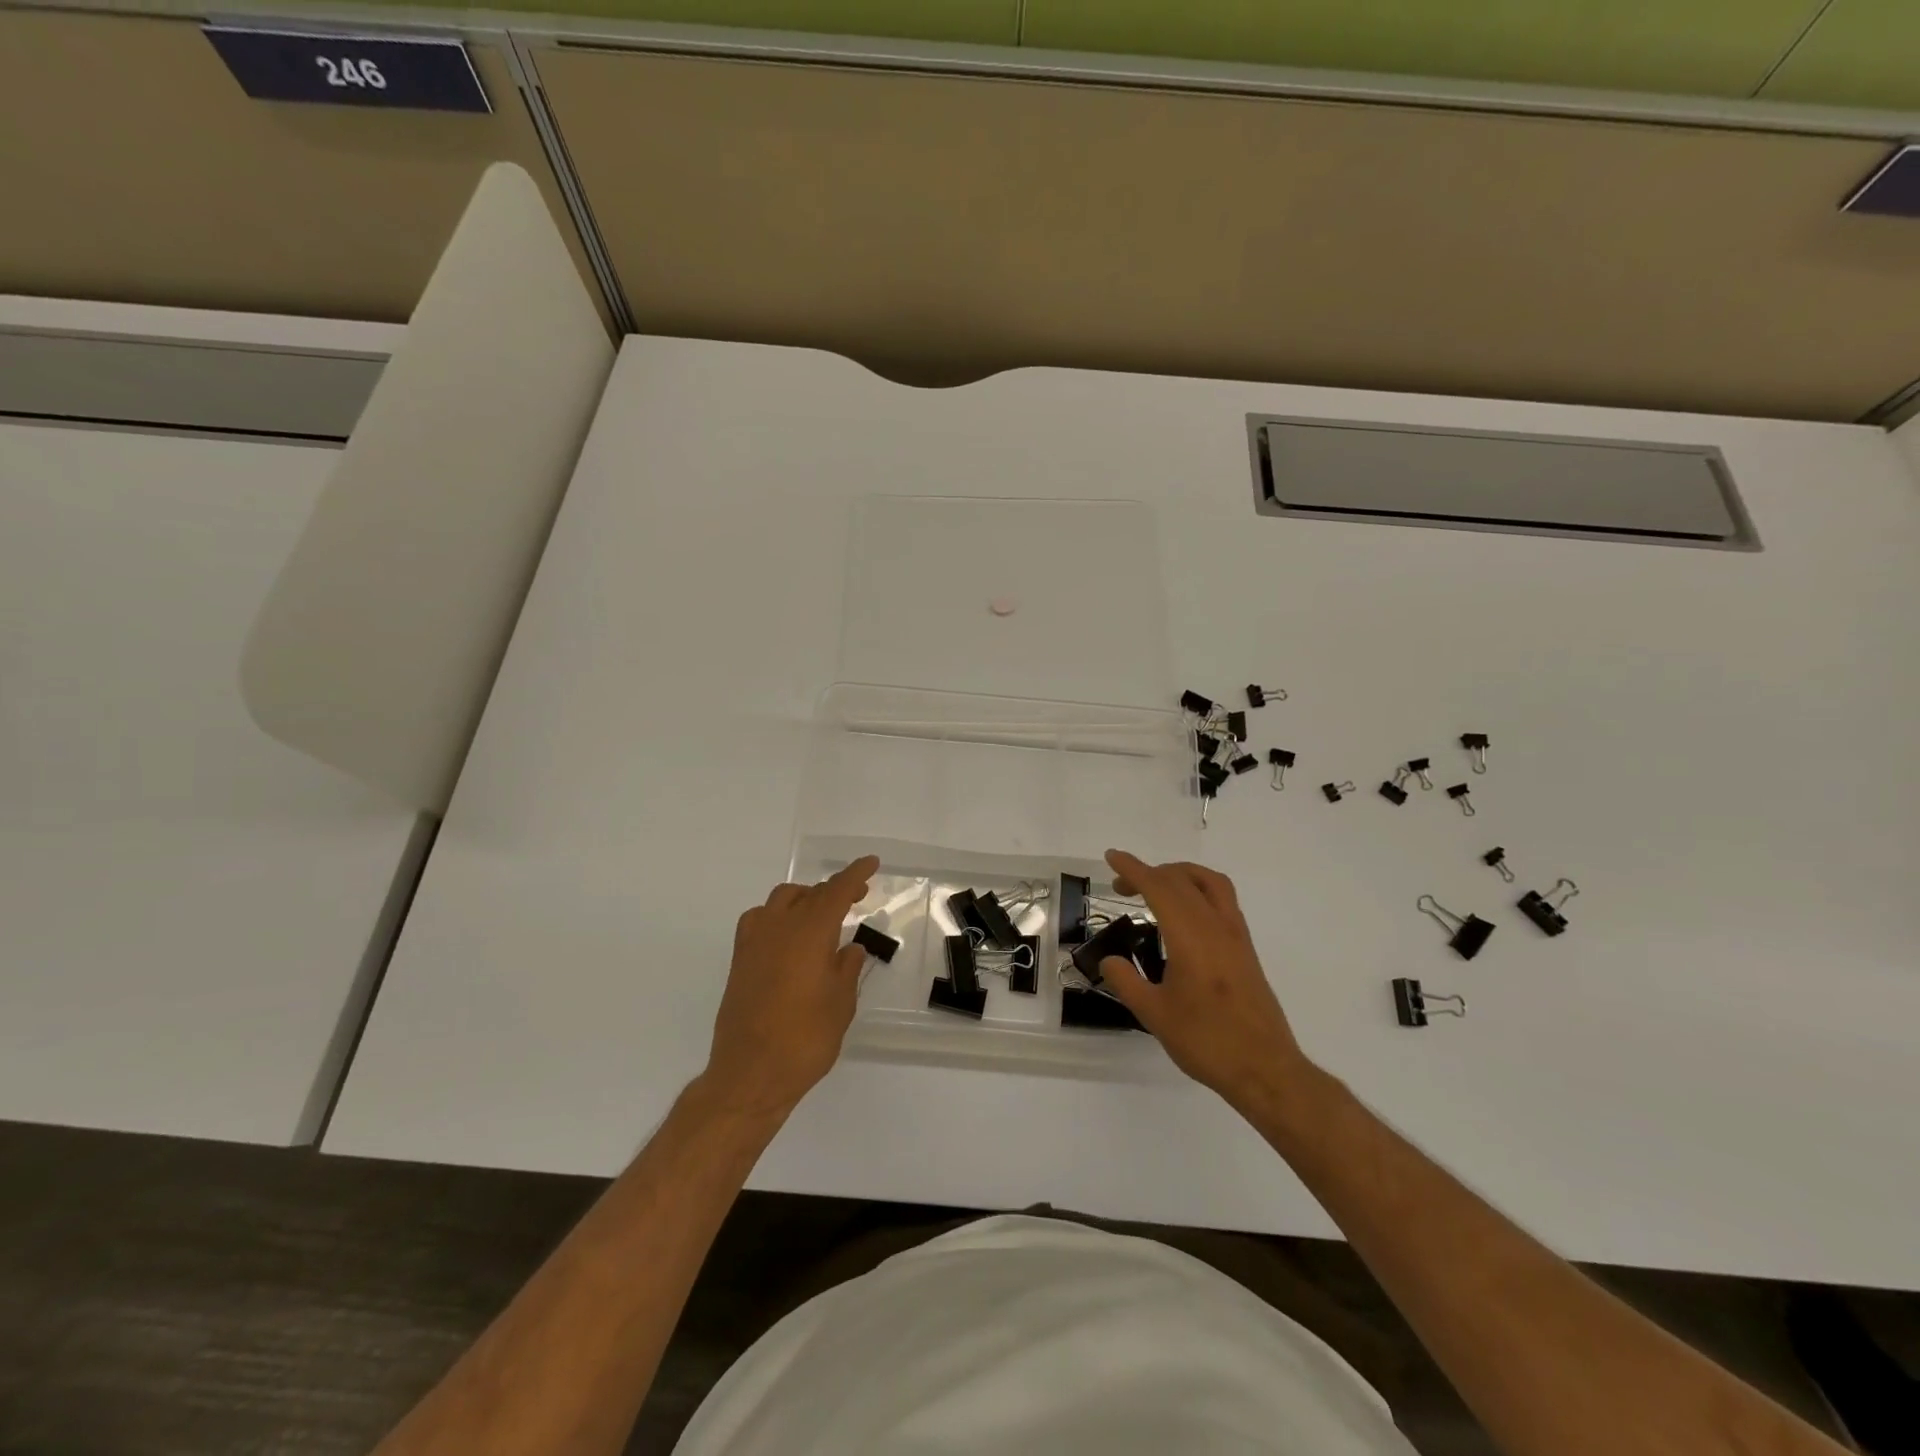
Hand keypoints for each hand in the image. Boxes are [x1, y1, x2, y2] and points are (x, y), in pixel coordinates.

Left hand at [702, 856, 878, 1118]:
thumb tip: (849, 949)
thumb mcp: (840, 1004)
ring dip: (804, 899)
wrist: (750, 1074)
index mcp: (810, 932)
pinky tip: (788, 937)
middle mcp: (779, 927)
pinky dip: (779, 916)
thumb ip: (847, 969)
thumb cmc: (805, 1039)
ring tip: (821, 916)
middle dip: (833, 890)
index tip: (870, 863)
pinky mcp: (740, 961)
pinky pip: (760, 920)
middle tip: (855, 898)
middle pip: (809, 893)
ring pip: (781, 901)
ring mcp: (754, 942)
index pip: (836, 891)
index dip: (855, 874)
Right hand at [1095, 850, 1312, 1110]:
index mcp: (1191, 937)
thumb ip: (1127, 981)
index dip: (1134, 869)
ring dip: (1179, 875)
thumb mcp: (1154, 1014)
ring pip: (1209, 883)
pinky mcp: (1246, 949)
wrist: (1265, 1069)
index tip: (1112, 857)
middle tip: (1121, 885)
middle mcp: (1216, 926)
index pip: (1159, 888)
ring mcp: (1236, 936)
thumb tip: (1110, 960)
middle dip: (1149, 873)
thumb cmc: (1207, 1041)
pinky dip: (1198, 890)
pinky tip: (1184, 915)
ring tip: (1156, 887)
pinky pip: (1222, 900)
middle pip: (1182, 879)